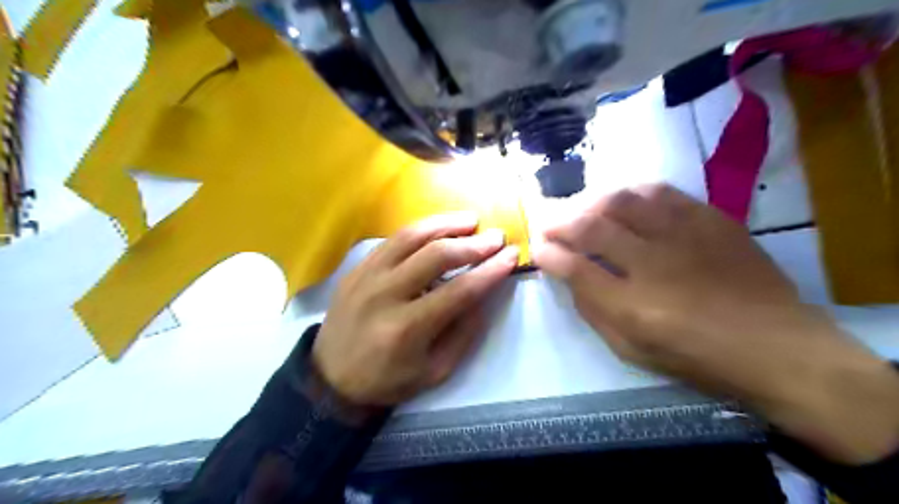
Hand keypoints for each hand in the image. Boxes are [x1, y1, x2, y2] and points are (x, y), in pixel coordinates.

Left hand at [312, 212, 515, 405]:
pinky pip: (392, 239)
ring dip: (446, 224)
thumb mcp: (435, 371)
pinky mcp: (357, 268)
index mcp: (407, 329)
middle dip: (473, 243)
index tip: (512, 256)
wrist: (331, 379)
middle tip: (496, 237)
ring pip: (411, 236)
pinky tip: (438, 227)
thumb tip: (486, 293)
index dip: (490, 271)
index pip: (459, 291)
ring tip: (471, 220)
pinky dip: (420, 229)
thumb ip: (464, 332)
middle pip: (436, 256)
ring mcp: (366, 276)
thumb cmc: (388, 380)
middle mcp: (385, 295)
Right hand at [533, 185, 898, 464]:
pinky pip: (661, 192)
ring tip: (583, 210)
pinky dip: (633, 193)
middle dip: (560, 222)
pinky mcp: (710, 220)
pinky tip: (624, 200)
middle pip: (592, 227)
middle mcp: (653, 263)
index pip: (574, 268)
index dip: (548, 254)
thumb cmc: (696, 356)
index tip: (537, 249)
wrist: (776, 345)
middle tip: (548, 224)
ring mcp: (683, 236)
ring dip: (592, 202)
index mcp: (632, 306)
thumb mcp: (632, 349)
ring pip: (623, 201)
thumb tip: (567, 275)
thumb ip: (593, 311)